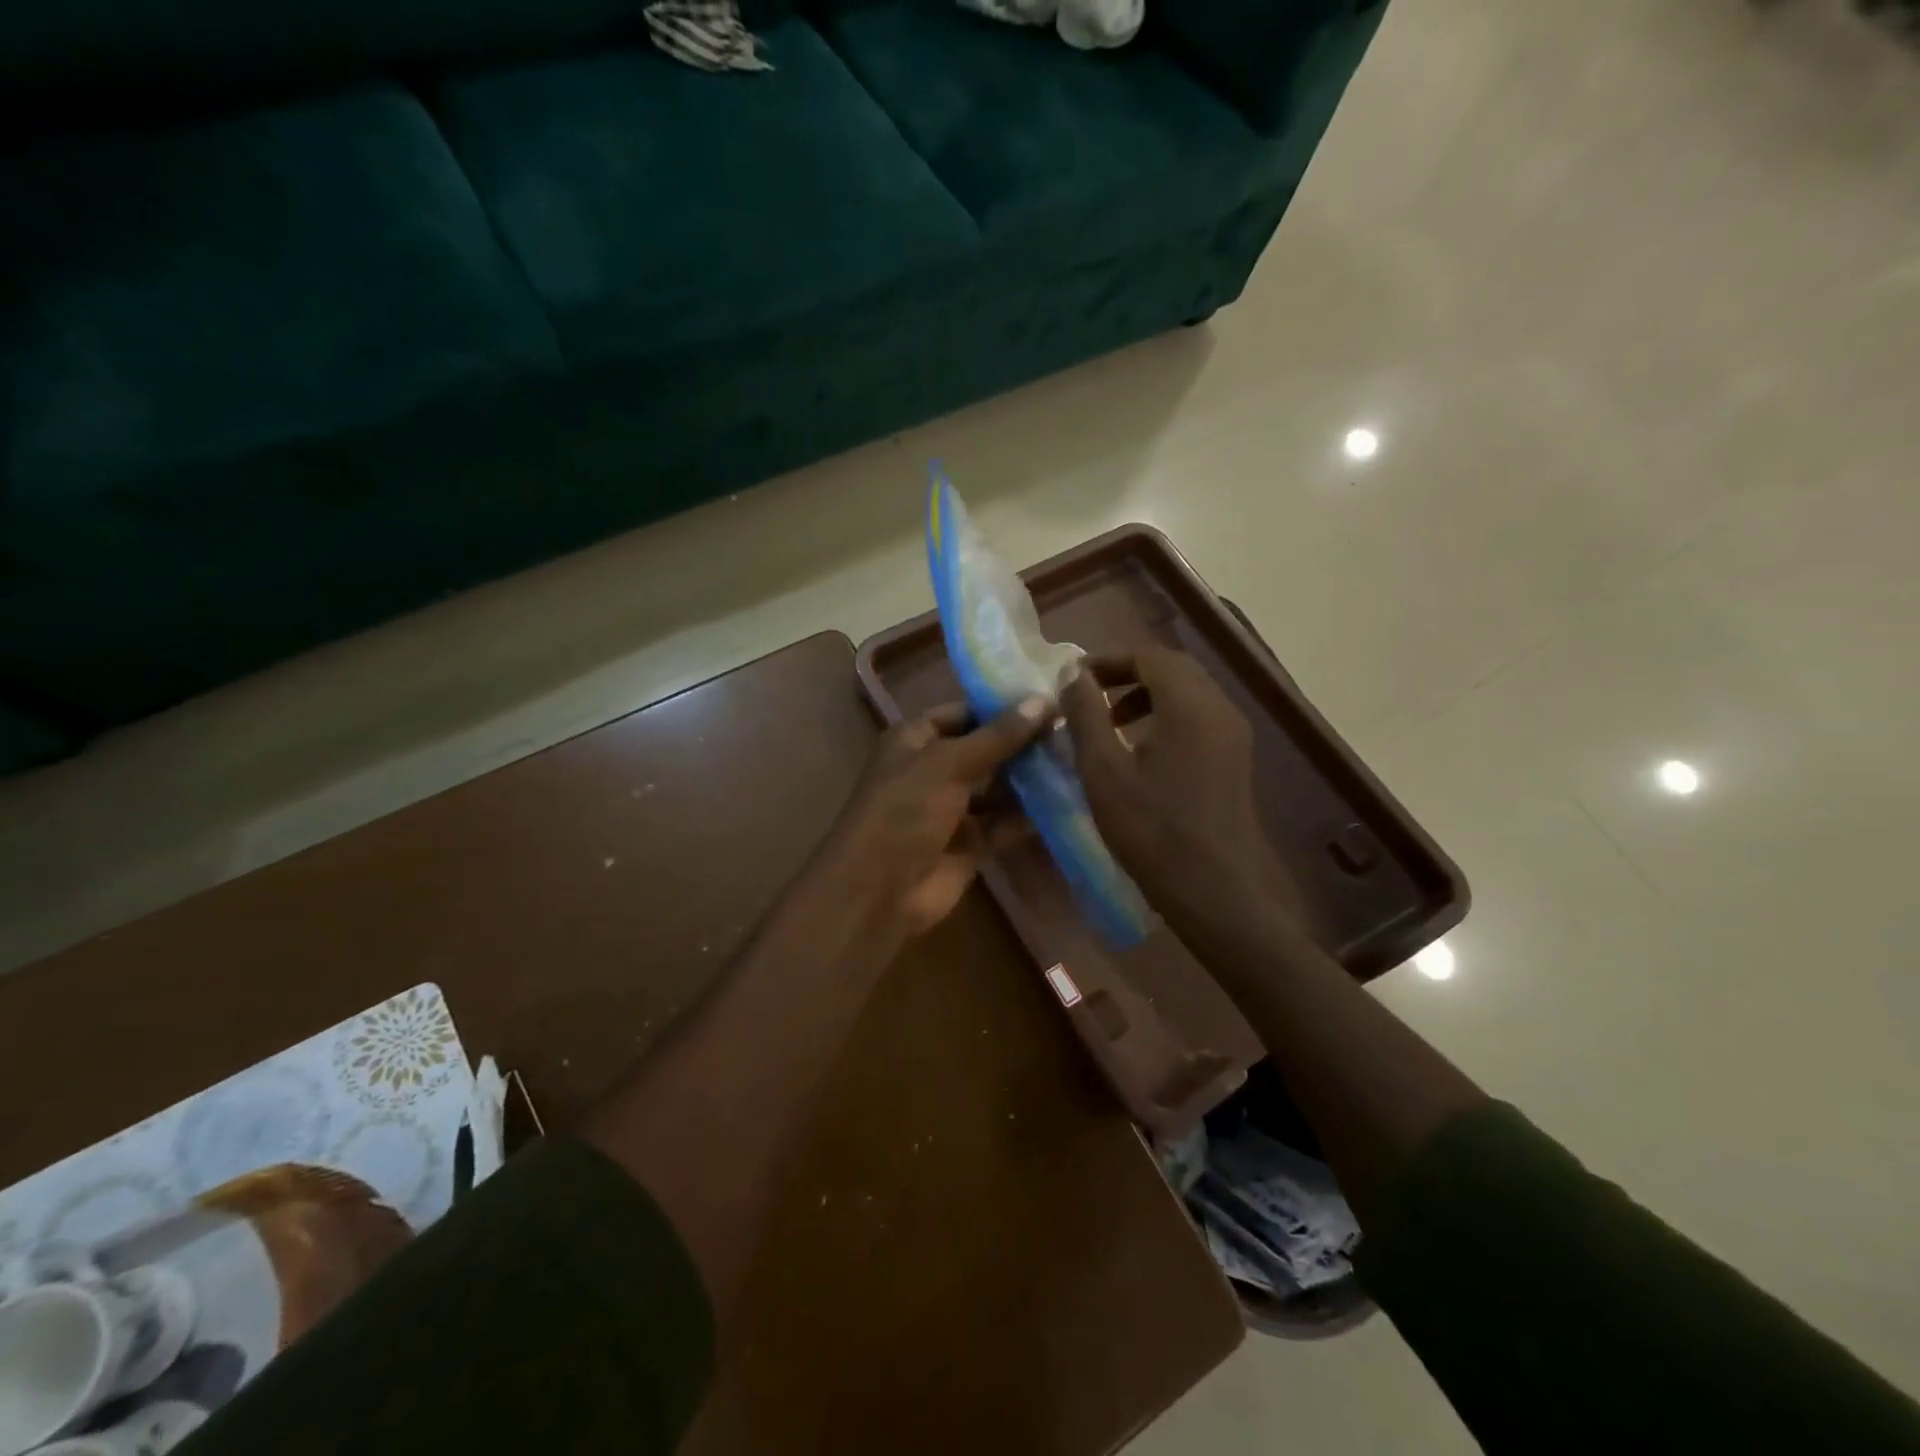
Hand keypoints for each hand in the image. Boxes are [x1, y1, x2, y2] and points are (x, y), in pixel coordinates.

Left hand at [813, 697, 1049, 948]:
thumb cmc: (905, 810)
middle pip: (983, 750)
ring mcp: (951, 809)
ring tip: (1076, 763)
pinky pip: (1002, 823)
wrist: (879, 890)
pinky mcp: (969, 844)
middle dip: (1021, 744)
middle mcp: (932, 770)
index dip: (1000, 708)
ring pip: (996, 788)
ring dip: (1028, 780)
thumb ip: (998, 736)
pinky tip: (1066, 802)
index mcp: (914, 740)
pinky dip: (1027, 816)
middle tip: (1072, 732)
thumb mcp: (949, 763)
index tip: (1048, 701)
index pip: (962, 713)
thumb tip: (1044, 700)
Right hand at [1062, 648, 1302, 937]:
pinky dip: (1166, 717)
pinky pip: (1199, 718)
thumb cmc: (1152, 831)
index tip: (1072, 681)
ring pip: (1188, 693)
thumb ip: (1086, 715)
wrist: (1216, 891)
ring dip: (1146, 695)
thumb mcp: (1104, 772)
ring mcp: (1233, 735)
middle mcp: (1219, 708)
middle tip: (1088, 697)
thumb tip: (1072, 673)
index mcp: (1189, 704)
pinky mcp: (1235, 759)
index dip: (1107, 660)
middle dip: (1127, 674)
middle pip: (1172, 668)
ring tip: (1109, 724)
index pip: (1148, 655)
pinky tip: (1140, 752)